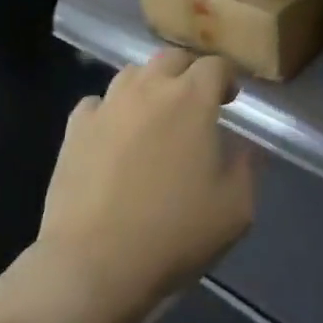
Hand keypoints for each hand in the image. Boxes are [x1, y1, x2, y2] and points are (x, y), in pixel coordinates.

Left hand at [37, 49, 255, 315]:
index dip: (227, 78)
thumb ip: (247, 167)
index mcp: (191, 99)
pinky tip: (115, 136)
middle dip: (188, 73)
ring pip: (131, 74)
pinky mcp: (76, 129)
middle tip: (196, 103)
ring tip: (155, 116)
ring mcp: (107, 106)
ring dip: (150, 86)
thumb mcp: (236, 208)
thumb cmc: (174, 234)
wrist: (94, 263)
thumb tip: (245, 147)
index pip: (215, 65)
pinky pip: (97, 104)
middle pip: (171, 59)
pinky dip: (111, 111)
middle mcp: (148, 89)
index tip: (231, 100)